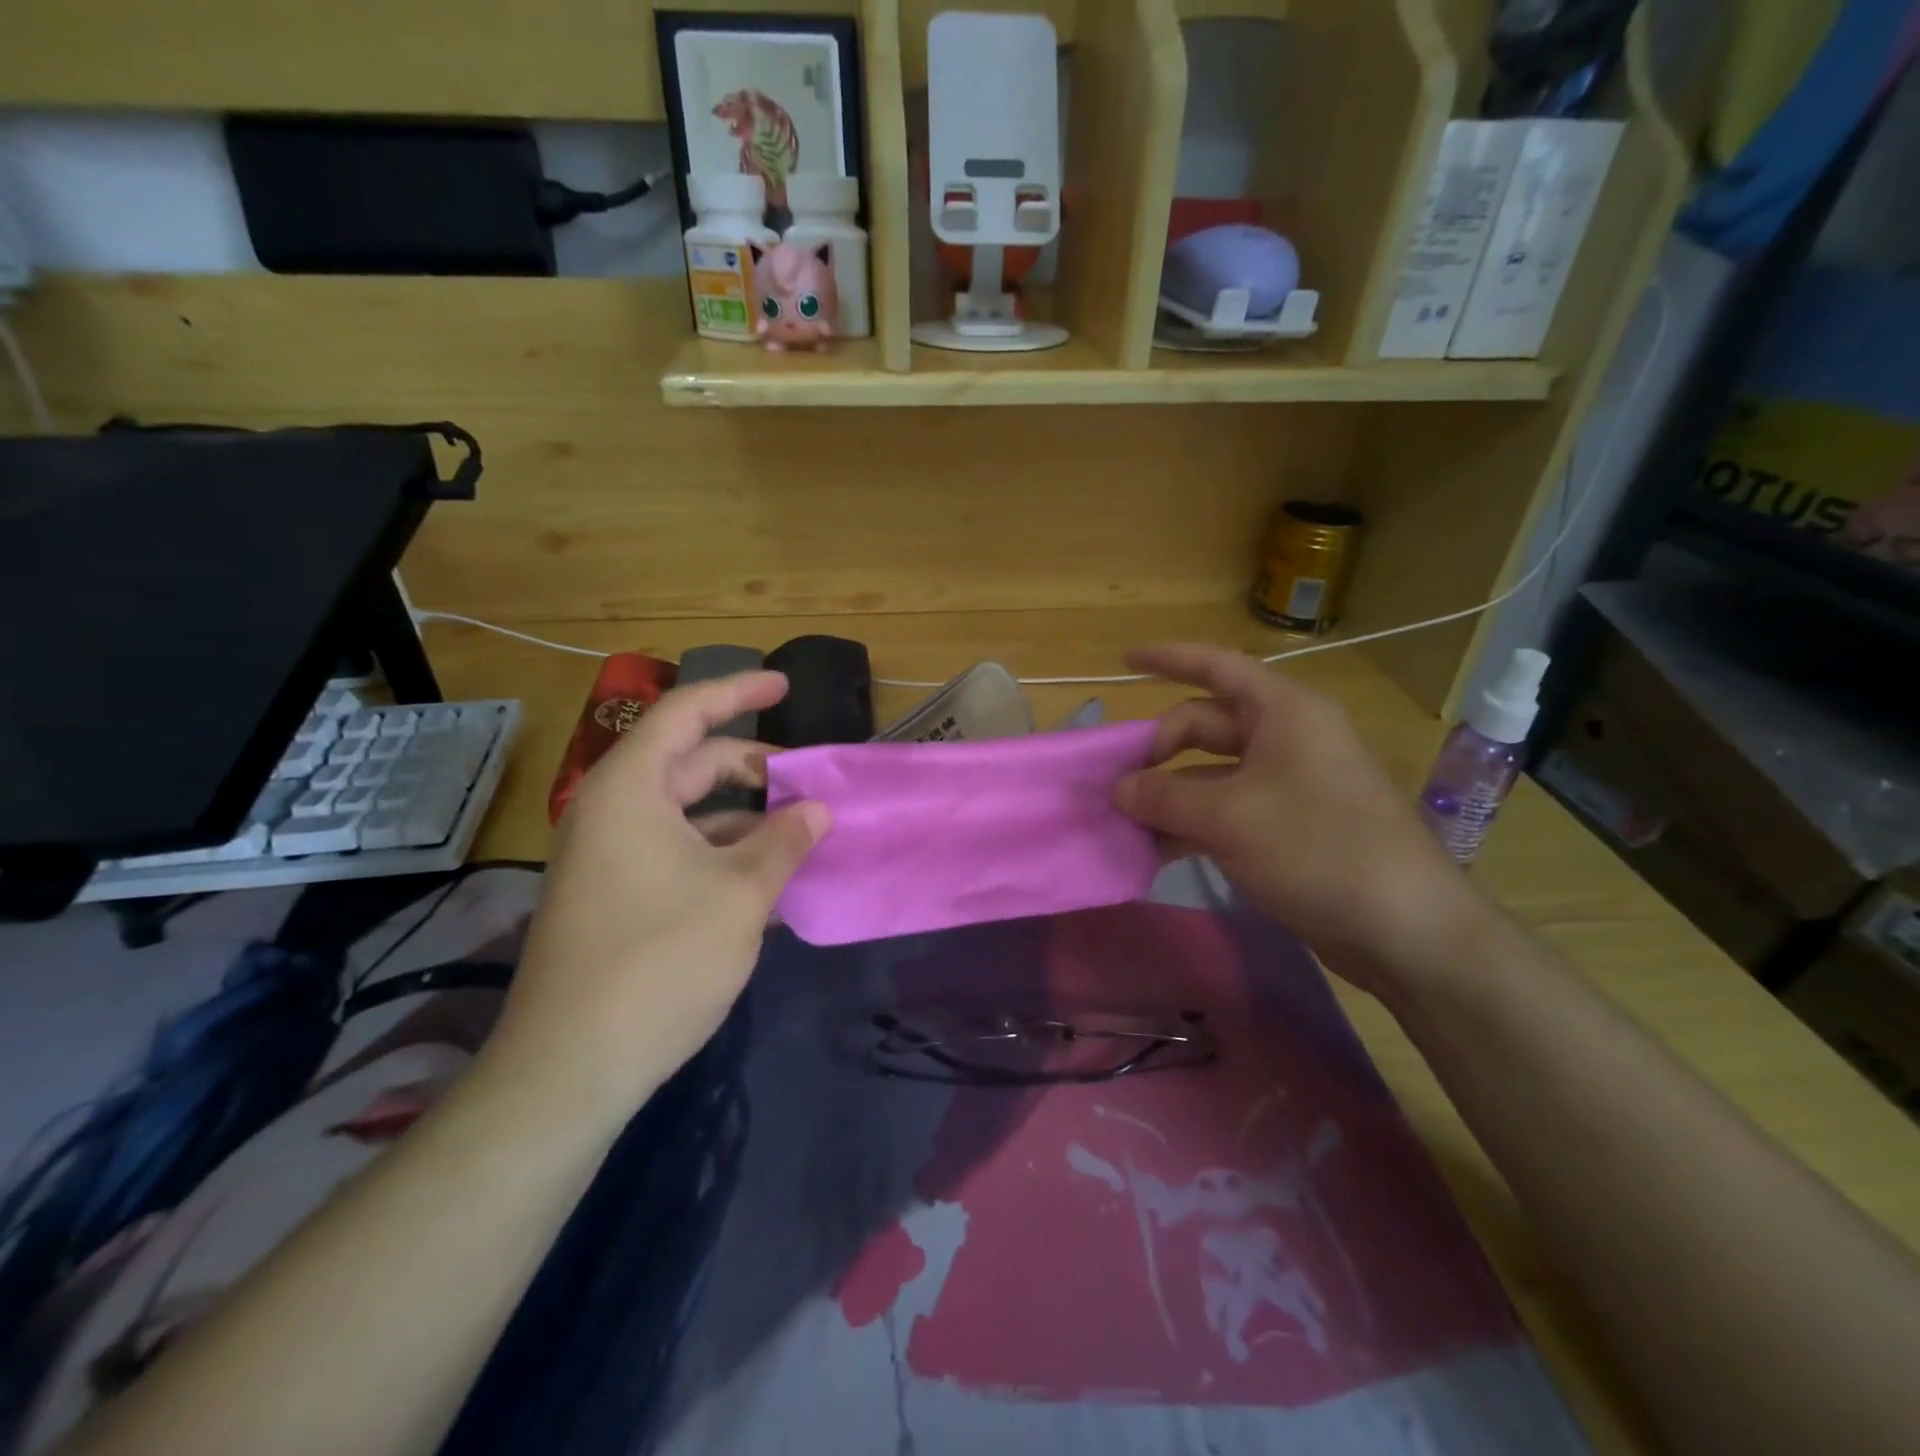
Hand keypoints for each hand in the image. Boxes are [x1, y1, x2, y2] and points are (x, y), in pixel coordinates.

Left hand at [483, 671, 829, 1118]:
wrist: (572, 1068)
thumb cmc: (660, 960)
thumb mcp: (741, 893)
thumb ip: (785, 841)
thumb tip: (817, 810)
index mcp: (630, 790)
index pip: (686, 713)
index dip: (739, 692)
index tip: (787, 686)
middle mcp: (613, 813)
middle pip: (691, 763)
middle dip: (754, 767)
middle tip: (809, 781)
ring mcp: (610, 858)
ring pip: (689, 814)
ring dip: (745, 819)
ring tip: (801, 836)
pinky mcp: (615, 898)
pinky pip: (678, 853)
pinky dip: (724, 855)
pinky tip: (768, 882)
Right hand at [1114, 644, 1497, 998]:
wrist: (1404, 928)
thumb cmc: (1317, 848)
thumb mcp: (1229, 817)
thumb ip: (1164, 796)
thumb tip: (1118, 789)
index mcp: (1283, 712)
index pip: (1216, 666)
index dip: (1168, 658)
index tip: (1123, 658)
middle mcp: (1287, 738)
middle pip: (1206, 724)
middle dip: (1158, 749)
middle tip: (1115, 783)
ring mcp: (1289, 784)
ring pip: (1212, 773)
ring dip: (1169, 794)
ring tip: (1124, 821)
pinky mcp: (1290, 827)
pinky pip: (1227, 810)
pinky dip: (1192, 824)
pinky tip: (1157, 850)